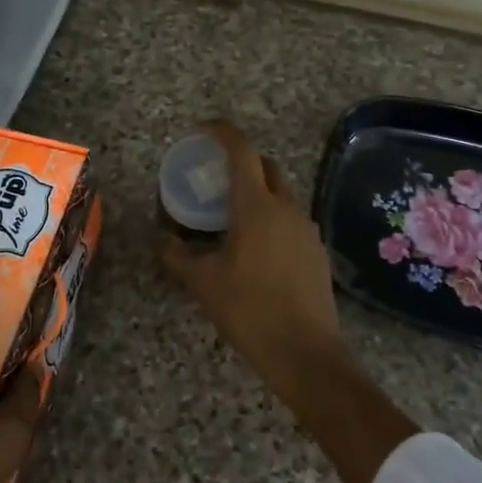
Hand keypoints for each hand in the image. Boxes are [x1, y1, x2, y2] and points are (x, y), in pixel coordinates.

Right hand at [157, 121, 417, 482]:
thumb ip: (178, 255)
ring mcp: (307, 228)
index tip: (203, 129)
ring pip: (282, 193)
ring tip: (233, 217)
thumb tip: (163, 239)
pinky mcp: (317, 250)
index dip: (222, 132)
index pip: (241, 150)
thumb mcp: (203, 283)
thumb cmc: (249, 310)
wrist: (306, 353)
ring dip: (259, 192)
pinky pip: (292, 219)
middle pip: (266, 166)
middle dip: (243, 162)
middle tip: (217, 178)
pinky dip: (273, 218)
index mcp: (256, 205)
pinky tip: (257, 248)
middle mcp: (286, 207)